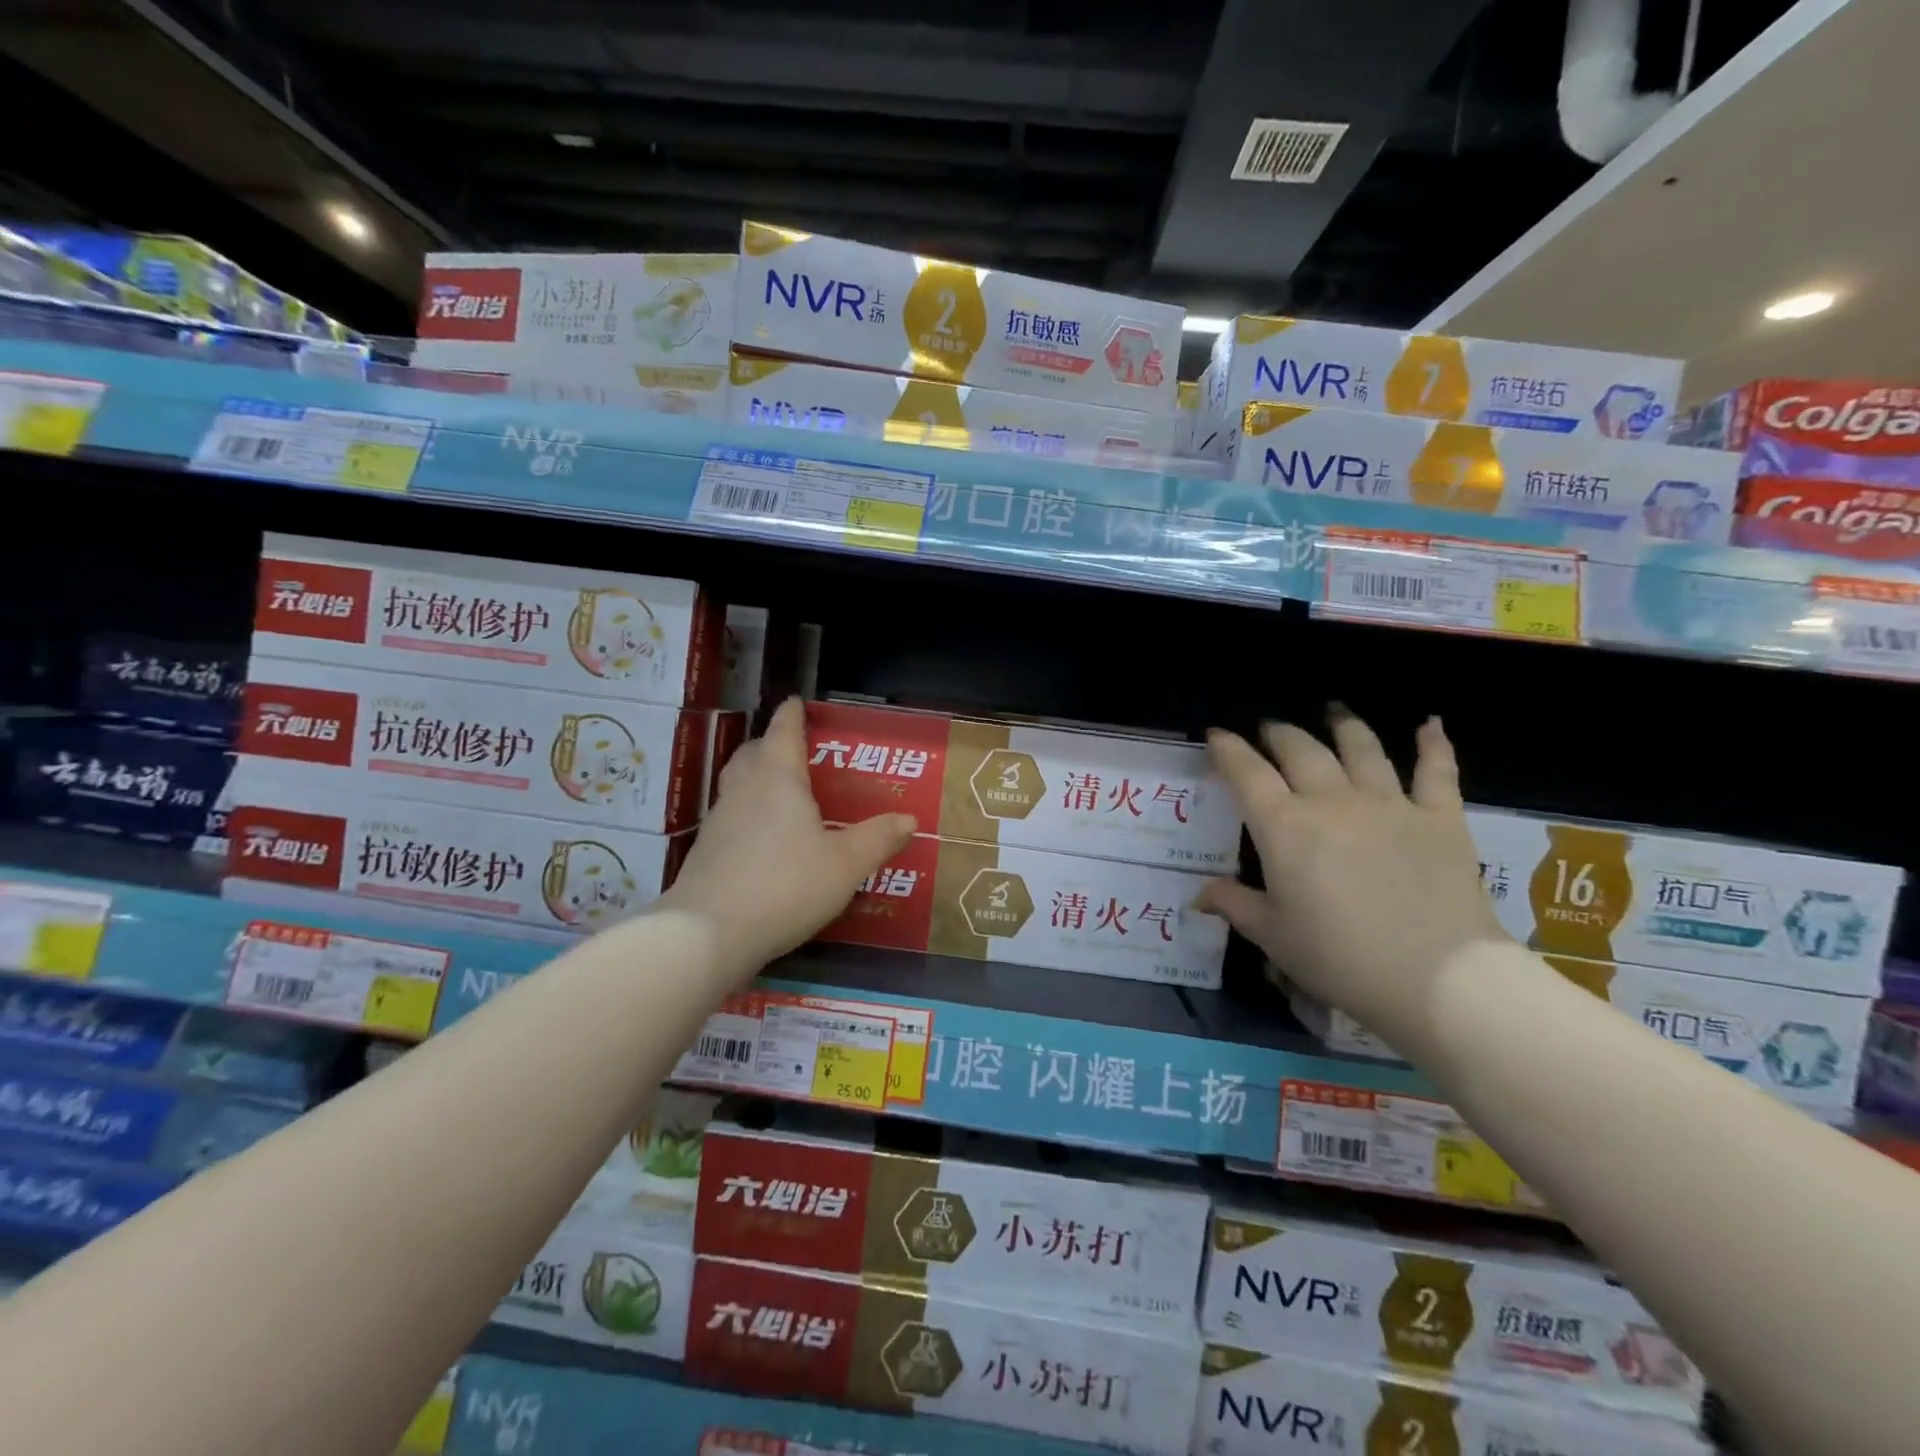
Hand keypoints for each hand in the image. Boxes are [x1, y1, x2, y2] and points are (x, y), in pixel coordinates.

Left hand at [658, 698, 915, 983]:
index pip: (783, 731)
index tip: (797, 702)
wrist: (708, 933)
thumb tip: (908, 819)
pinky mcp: (706, 852)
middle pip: (753, 752)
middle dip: (771, 744)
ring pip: (737, 784)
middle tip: (795, 752)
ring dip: (756, 779)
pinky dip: (748, 813)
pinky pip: (731, 817)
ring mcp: (719, 820)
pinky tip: (764, 839)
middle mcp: (743, 790)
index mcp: (778, 778)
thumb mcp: (845, 864)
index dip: (793, 715)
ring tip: (783, 794)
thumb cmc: (786, 885)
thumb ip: (878, 839)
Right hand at [1196, 708, 1508, 1066]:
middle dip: (1278, 734)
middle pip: (1300, 750)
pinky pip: (1436, 771)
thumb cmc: (1340, 958)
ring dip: (1343, 726)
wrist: (1437, 978)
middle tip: (1269, 729)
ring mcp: (1389, 804)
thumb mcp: (1273, 936)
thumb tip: (1199, 895)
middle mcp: (1332, 801)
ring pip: (1361, 748)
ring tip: (1333, 713)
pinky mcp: (1439, 817)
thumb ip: (1234, 905)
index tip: (1216, 735)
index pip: (1246, 773)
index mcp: (1285, 827)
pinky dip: (1433, 744)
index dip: (1227, 749)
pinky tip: (1430, 724)